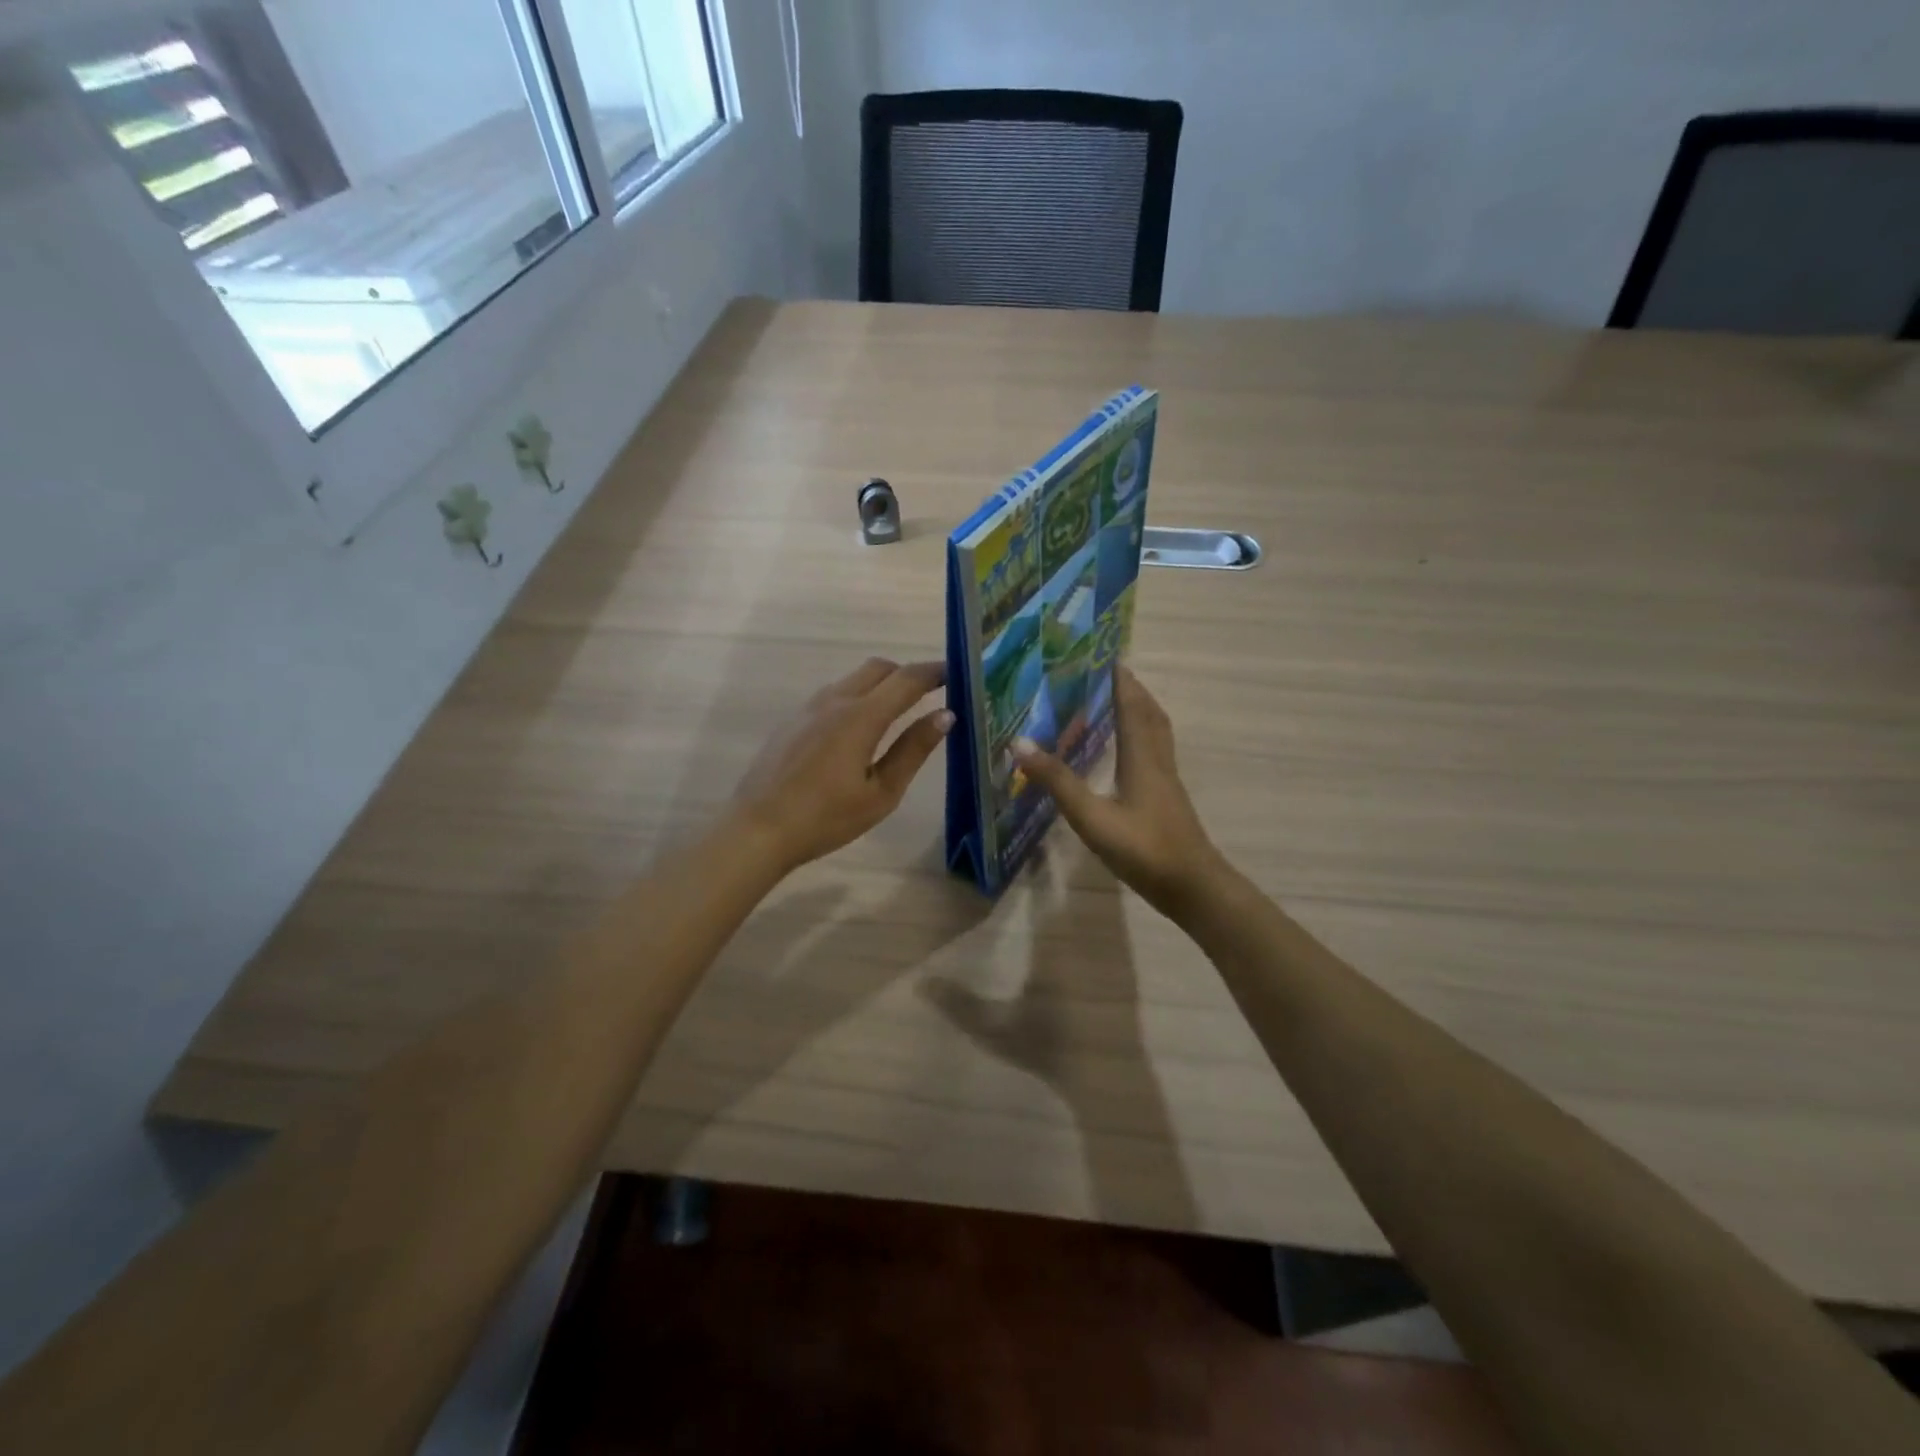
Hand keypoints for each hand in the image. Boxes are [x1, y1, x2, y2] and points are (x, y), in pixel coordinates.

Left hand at [731, 658, 951, 874]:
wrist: (758, 830)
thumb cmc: (826, 818)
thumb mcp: (881, 792)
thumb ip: (913, 750)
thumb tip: (945, 715)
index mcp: (861, 716)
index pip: (906, 680)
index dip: (934, 672)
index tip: (956, 673)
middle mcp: (835, 700)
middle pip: (878, 668)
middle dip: (907, 674)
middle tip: (929, 693)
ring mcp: (809, 708)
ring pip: (853, 679)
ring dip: (880, 684)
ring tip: (898, 711)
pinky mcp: (793, 720)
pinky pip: (834, 694)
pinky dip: (857, 697)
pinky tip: (859, 729)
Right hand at [1013, 666, 1228, 920]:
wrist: (1192, 887)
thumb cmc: (1144, 849)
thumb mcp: (1092, 817)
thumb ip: (1058, 782)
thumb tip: (1020, 744)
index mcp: (1142, 757)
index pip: (1132, 707)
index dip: (1121, 681)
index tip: (1107, 657)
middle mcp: (1158, 761)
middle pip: (1150, 714)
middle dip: (1132, 691)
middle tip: (1109, 675)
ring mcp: (1167, 781)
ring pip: (1157, 733)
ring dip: (1141, 711)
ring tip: (1120, 703)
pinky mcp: (1168, 799)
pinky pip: (1156, 752)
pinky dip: (1143, 737)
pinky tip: (1129, 753)